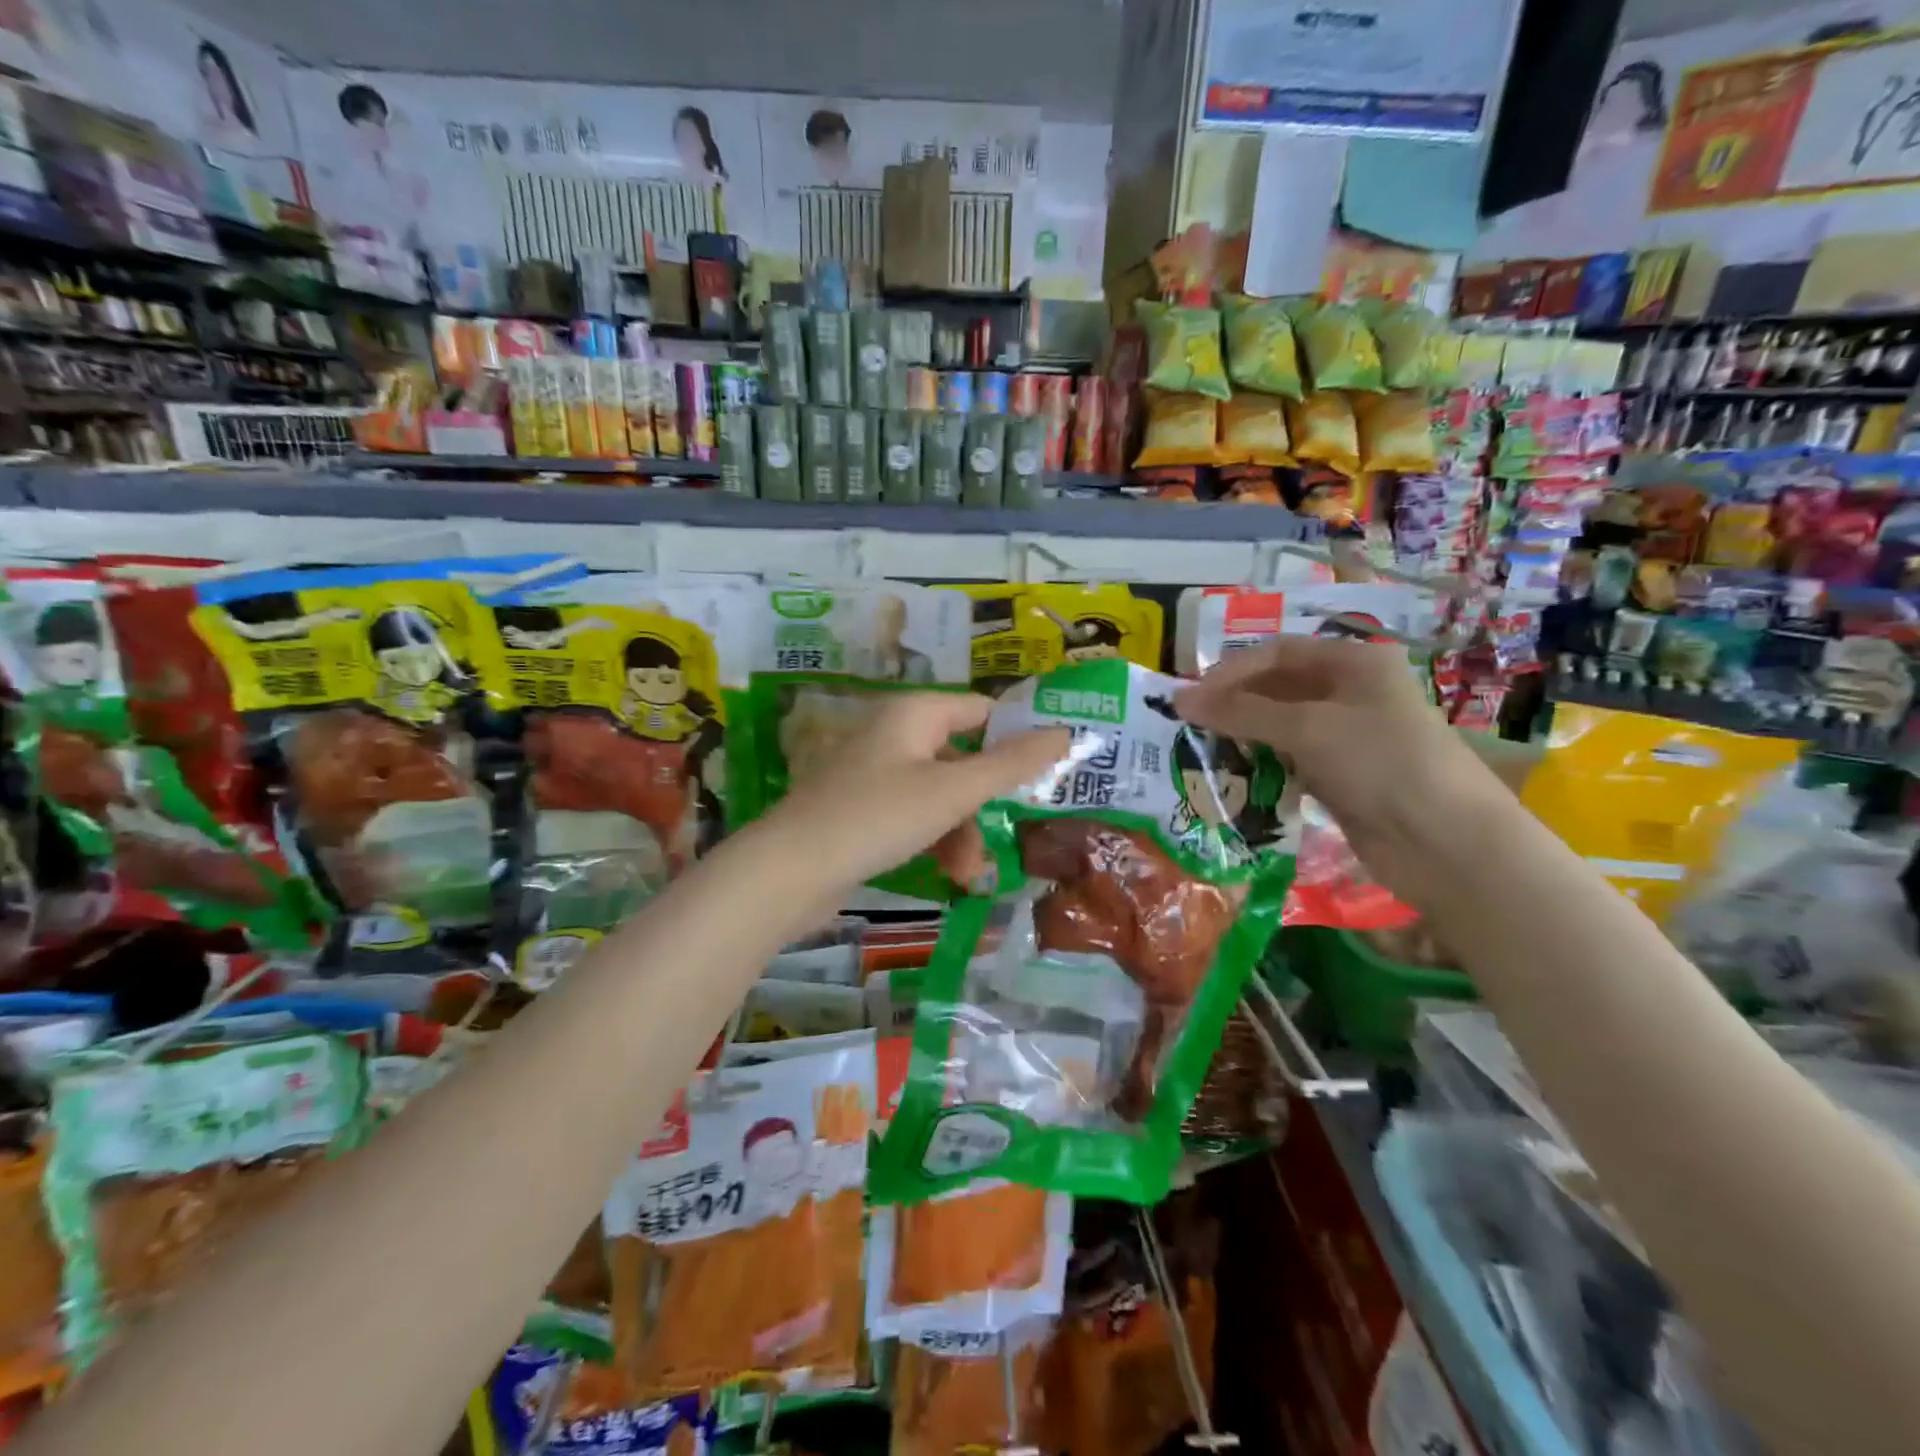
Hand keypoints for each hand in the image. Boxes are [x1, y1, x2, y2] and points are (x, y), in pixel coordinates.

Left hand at [755, 692, 1068, 898]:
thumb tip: (1066, 732)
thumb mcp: (952, 792)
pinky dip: (934, 842)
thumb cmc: (877, 818)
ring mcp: (875, 774)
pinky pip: (914, 817)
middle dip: (985, 803)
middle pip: (963, 759)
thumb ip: (1010, 764)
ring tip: (968, 875)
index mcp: (914, 714)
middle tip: (1010, 835)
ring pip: (940, 795)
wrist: (789, 872)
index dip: (1016, 737)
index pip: (981, 711)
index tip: (1050, 771)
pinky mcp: (863, 811)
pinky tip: (947, 877)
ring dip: (962, 833)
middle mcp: (894, 735)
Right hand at [1174, 636, 1498, 864]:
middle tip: (1188, 726)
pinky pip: (1289, 761)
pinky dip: (1261, 765)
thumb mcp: (1308, 728)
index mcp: (1354, 663)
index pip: (1278, 653)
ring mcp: (1347, 737)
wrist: (1446, 842)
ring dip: (1243, 736)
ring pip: (1280, 726)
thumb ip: (1241, 712)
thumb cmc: (1382, 763)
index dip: (1231, 671)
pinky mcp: (1341, 776)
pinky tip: (1233, 776)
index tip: (1189, 698)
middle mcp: (1350, 693)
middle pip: (1277, 688)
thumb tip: (1180, 700)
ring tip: (1202, 750)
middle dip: (1234, 704)